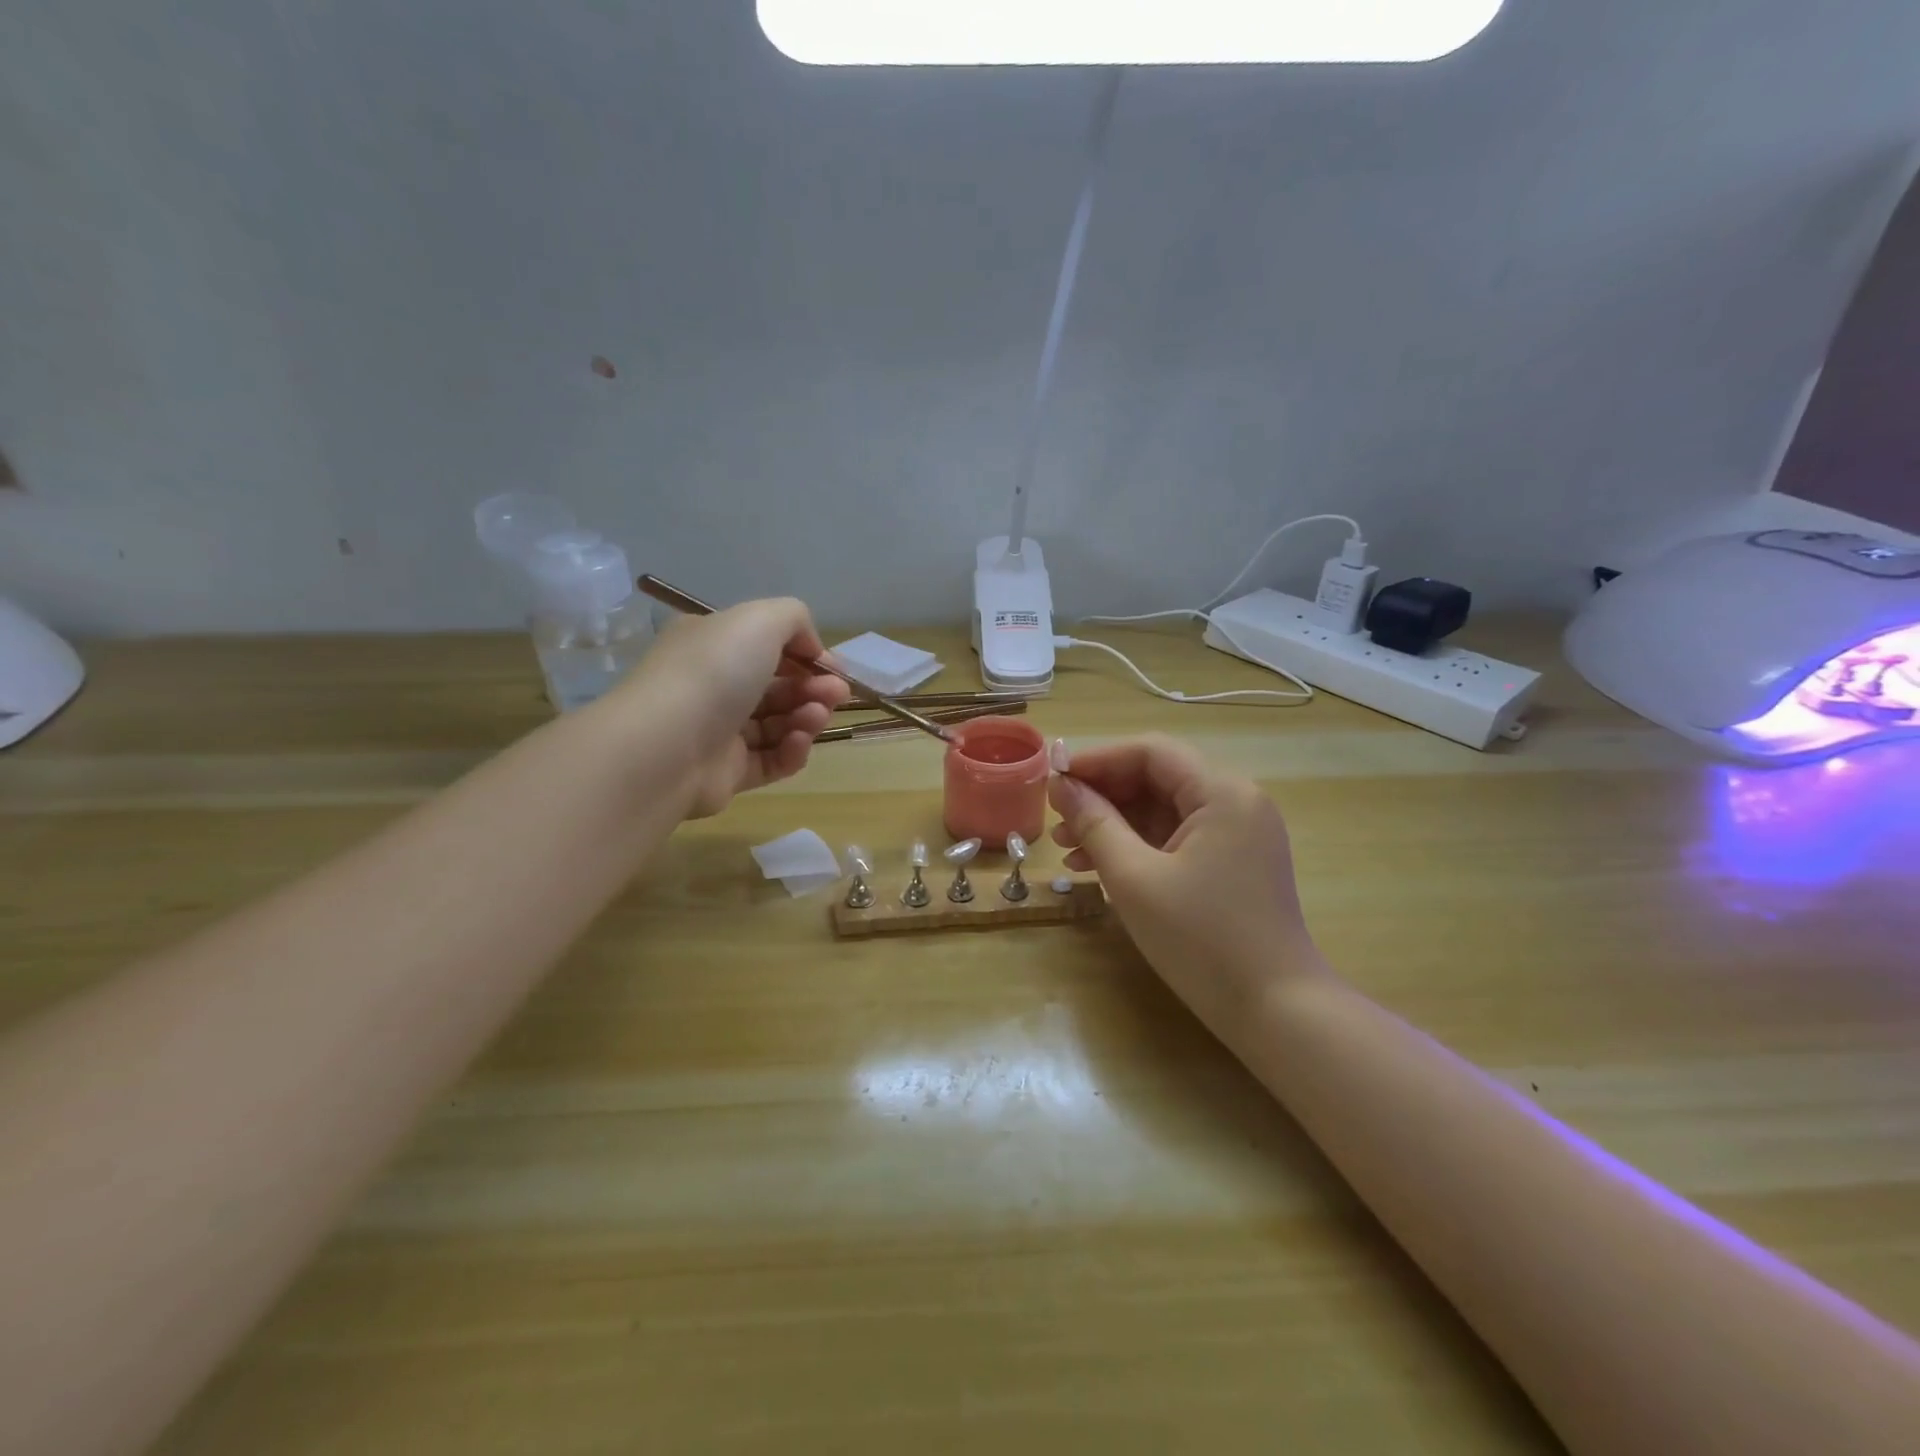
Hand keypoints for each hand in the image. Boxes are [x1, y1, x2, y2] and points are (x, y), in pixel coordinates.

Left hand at [612, 598, 849, 818]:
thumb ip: (795, 619)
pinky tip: (799, 743)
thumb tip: (811, 649)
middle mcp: (713, 685)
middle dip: (814, 688)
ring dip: (807, 718)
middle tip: (836, 695)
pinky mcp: (727, 773)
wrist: (667, 746)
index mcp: (713, 644)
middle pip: (778, 687)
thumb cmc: (715, 673)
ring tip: (816, 719)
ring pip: (778, 724)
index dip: (806, 655)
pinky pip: (770, 761)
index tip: (834, 668)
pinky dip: (792, 752)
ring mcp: (718, 732)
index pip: (767, 646)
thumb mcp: (760, 620)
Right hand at [1049, 735, 1330, 1026]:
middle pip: (1158, 778)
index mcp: (1222, 792)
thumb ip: (1094, 823)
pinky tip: (1101, 867)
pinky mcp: (1234, 862)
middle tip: (1058, 821)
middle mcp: (1236, 801)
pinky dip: (1139, 846)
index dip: (1098, 760)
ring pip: (1164, 810)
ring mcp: (1238, 833)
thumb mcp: (1135, 878)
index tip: (1054, 782)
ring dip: (1115, 823)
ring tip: (1069, 850)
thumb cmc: (1201, 940)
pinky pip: (1177, 837)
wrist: (1275, 1012)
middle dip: (1103, 796)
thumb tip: (1061, 785)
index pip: (1151, 752)